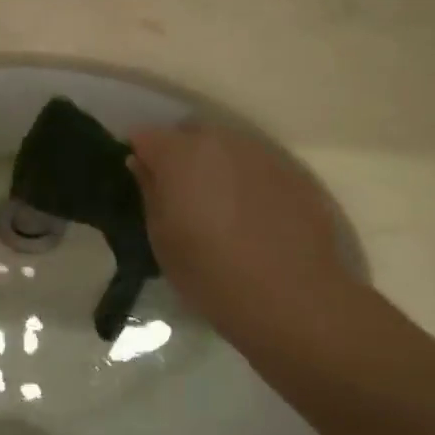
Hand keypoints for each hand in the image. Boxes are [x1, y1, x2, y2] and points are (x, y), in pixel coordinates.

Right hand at [128, 123, 354, 340]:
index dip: (139, 155)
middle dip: (178, 155)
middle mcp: (222, 142)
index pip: (146, 136)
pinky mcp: (295, 174)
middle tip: (177, 194)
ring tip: (216, 205)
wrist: (294, 300)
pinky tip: (251, 217)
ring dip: (214, 166)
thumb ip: (150, 193)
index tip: (140, 179)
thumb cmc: (210, 274)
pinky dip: (246, 181)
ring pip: (226, 147)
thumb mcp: (163, 240)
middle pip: (189, 134)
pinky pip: (257, 166)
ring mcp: (263, 154)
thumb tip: (142, 165)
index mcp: (181, 155)